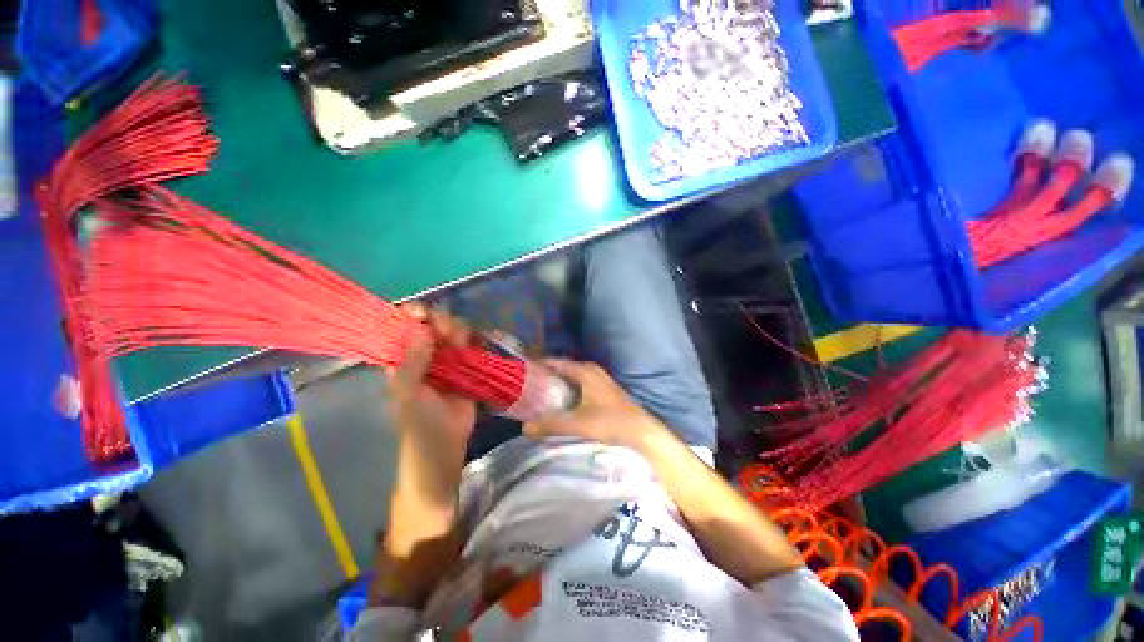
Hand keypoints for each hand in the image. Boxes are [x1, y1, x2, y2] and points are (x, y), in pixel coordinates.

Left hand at [387, 305, 476, 451]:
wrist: (446, 444)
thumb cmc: (419, 422)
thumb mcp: (407, 392)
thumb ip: (412, 360)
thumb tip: (422, 327)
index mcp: (402, 358)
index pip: (404, 326)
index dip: (412, 315)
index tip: (423, 314)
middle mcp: (424, 354)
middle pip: (432, 324)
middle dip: (440, 321)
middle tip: (446, 333)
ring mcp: (447, 360)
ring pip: (454, 332)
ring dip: (458, 332)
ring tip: (461, 345)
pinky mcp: (468, 366)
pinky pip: (471, 346)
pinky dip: (474, 341)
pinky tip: (475, 347)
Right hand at [523, 359, 661, 448]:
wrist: (641, 432)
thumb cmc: (609, 422)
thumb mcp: (577, 424)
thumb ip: (550, 424)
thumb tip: (524, 427)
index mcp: (586, 371)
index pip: (558, 362)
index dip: (541, 364)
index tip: (525, 369)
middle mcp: (594, 371)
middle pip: (566, 368)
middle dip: (550, 373)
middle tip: (532, 382)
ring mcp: (602, 380)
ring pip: (576, 376)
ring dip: (561, 381)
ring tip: (544, 391)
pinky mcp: (607, 391)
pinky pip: (583, 383)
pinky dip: (571, 388)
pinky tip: (566, 401)